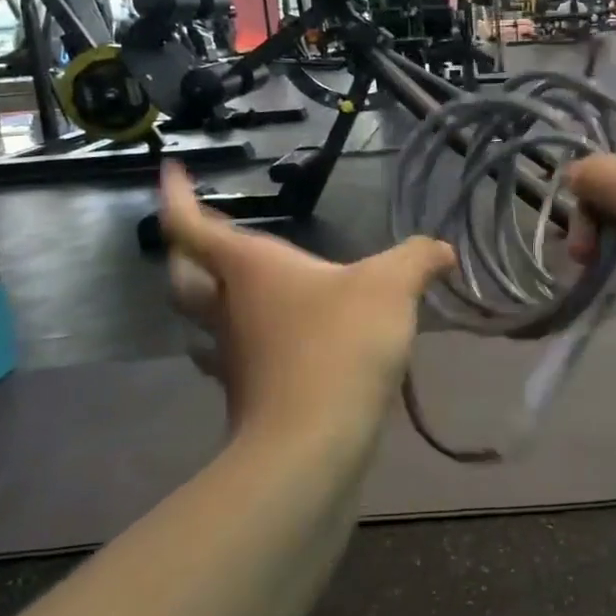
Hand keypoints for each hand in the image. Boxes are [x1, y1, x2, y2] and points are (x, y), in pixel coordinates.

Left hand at [159, 164, 454, 440]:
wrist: (311, 446)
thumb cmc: (340, 345)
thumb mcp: (391, 288)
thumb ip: (418, 259)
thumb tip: (443, 250)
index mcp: (248, 269)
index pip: (193, 224)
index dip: (177, 195)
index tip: (173, 169)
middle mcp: (229, 308)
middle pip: (184, 274)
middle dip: (187, 250)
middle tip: (205, 234)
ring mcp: (233, 356)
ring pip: (204, 320)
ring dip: (211, 300)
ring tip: (237, 288)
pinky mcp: (249, 395)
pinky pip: (237, 357)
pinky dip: (247, 342)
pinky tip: (279, 342)